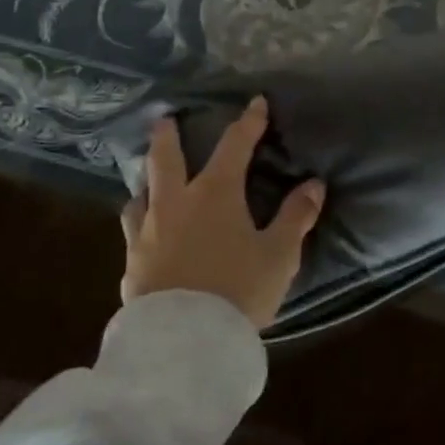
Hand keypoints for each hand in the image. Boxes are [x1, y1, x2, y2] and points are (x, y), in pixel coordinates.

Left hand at [120, 97, 326, 329]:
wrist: (185, 341)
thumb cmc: (238, 289)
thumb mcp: (279, 254)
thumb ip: (295, 217)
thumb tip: (314, 184)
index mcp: (214, 193)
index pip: (234, 145)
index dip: (248, 122)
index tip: (255, 102)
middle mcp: (175, 204)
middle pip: (165, 159)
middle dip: (167, 136)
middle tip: (164, 119)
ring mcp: (146, 234)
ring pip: (140, 195)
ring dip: (146, 181)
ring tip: (148, 180)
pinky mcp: (131, 265)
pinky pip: (132, 232)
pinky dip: (139, 221)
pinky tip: (143, 233)